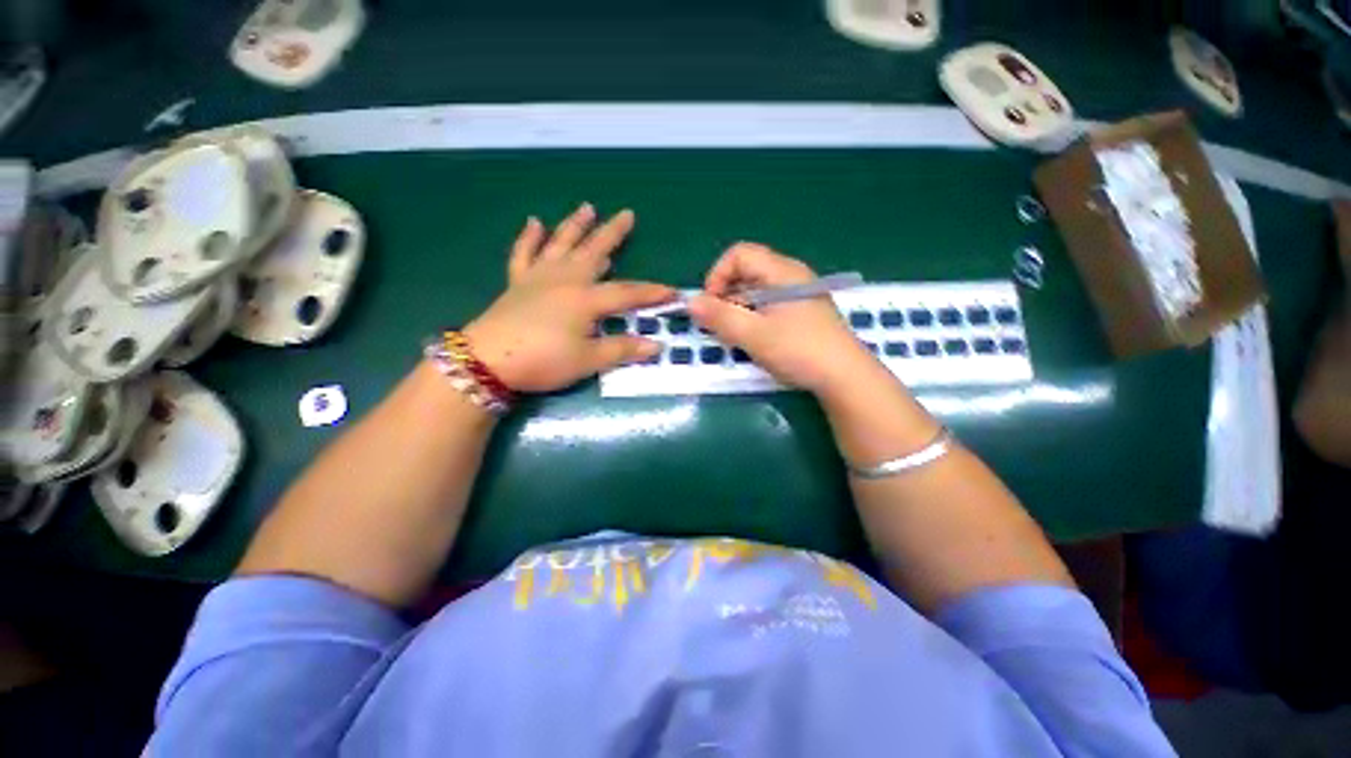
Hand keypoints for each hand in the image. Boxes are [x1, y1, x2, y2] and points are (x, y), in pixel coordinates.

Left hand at [464, 204, 674, 392]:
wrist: (488, 361)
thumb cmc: (543, 360)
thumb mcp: (588, 360)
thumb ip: (622, 349)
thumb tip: (657, 346)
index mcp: (585, 299)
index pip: (627, 293)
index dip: (651, 293)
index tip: (672, 291)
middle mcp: (565, 280)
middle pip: (594, 252)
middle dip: (613, 234)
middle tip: (627, 214)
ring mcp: (538, 278)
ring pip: (561, 244)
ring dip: (575, 226)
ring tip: (587, 208)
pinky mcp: (517, 283)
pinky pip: (524, 254)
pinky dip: (529, 238)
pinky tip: (534, 222)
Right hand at [688, 243, 875, 395]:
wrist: (845, 377)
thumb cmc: (798, 350)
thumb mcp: (753, 335)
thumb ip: (719, 317)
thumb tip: (690, 302)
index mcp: (781, 272)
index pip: (739, 254)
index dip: (718, 275)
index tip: (711, 305)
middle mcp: (791, 276)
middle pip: (747, 271)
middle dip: (726, 295)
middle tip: (720, 324)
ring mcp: (799, 294)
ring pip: (757, 290)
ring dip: (738, 308)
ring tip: (736, 335)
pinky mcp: (803, 312)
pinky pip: (769, 305)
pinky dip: (753, 316)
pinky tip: (755, 338)